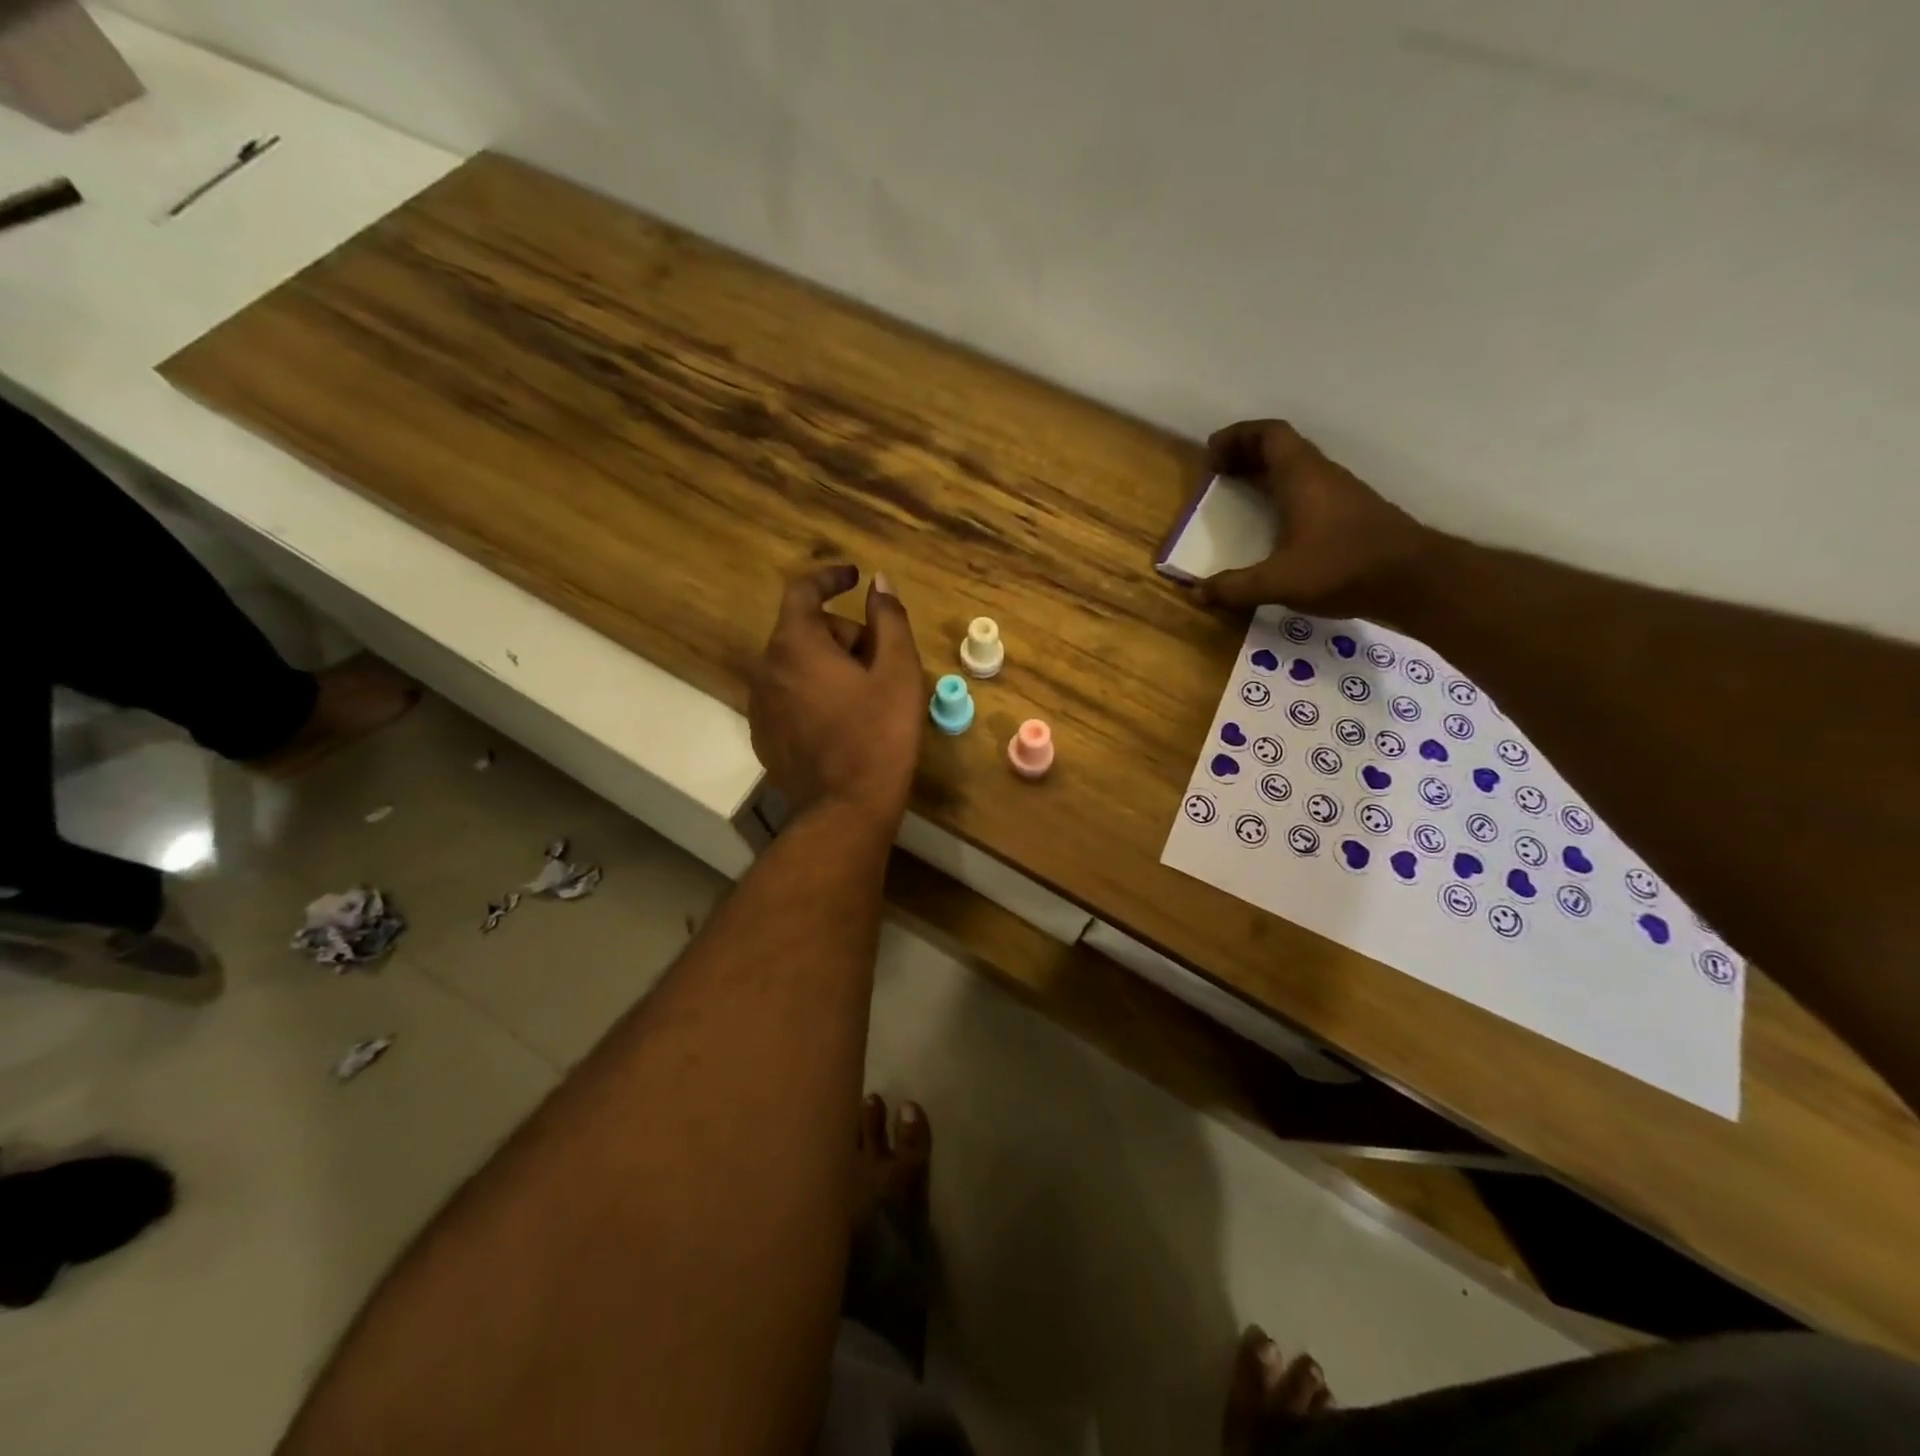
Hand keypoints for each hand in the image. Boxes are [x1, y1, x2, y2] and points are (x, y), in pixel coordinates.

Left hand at [749, 565, 924, 827]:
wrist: (846, 809)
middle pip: (805, 631)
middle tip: (881, 662)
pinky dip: (814, 693)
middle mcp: (766, 668)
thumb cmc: (879, 734)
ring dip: (829, 666)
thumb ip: (888, 619)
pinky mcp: (764, 734)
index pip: (803, 591)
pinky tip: (843, 721)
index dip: (830, 578)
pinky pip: (789, 695)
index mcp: (795, 645)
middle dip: (844, 636)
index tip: (855, 578)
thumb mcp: (898, 671)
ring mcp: (760, 704)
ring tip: (867, 695)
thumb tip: (879, 583)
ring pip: (797, 665)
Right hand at [1197, 420, 1441, 618]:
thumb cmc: (1343, 568)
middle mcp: (1322, 476)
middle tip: (1217, 474)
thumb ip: (1234, 588)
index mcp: (1302, 477)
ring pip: (1297, 468)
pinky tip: (1275, 525)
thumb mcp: (1279, 582)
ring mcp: (1341, 494)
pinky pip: (1309, 489)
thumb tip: (1197, 593)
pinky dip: (1284, 494)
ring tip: (1240, 494)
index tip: (1210, 456)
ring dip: (1266, 474)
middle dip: (1245, 454)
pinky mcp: (1351, 515)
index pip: (1268, 434)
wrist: (1415, 580)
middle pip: (1281, 448)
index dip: (1236, 436)